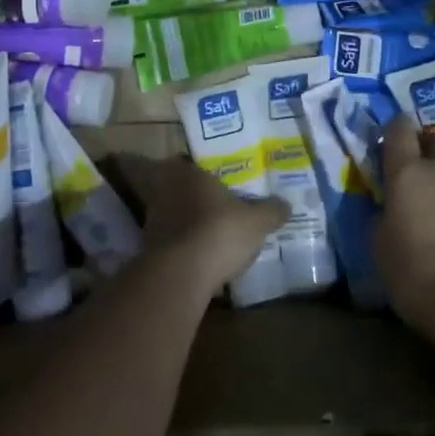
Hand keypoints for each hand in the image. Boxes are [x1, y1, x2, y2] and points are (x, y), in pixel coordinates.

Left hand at [111, 154, 287, 292]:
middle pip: (177, 187)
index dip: (200, 170)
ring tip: (207, 232)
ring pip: (171, 214)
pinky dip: (180, 245)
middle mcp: (167, 191)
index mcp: (190, 174)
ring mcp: (154, 220)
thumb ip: (271, 211)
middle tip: (214, 205)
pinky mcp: (149, 249)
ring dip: (184, 221)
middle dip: (192, 196)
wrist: (182, 274)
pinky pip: (169, 240)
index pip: (187, 161)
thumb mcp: (257, 222)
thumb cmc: (220, 232)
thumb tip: (285, 204)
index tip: (215, 178)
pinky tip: (198, 256)